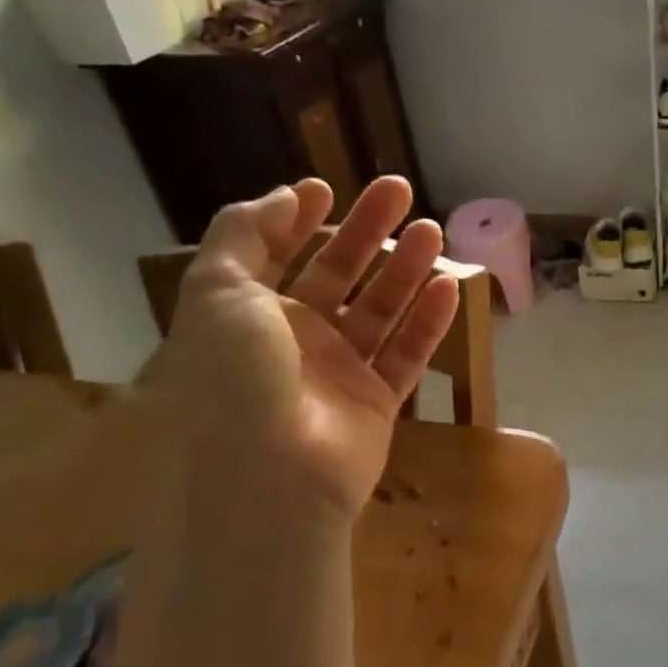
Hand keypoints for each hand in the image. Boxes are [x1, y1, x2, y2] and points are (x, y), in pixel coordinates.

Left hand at [160, 177, 459, 516]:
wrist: (269, 478)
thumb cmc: (234, 379)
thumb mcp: (217, 292)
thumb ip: (244, 235)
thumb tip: (285, 196)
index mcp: (247, 315)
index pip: (275, 256)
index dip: (297, 221)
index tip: (327, 188)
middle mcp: (293, 340)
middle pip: (337, 273)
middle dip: (366, 230)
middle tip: (399, 190)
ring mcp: (338, 372)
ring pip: (379, 310)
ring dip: (405, 269)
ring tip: (433, 231)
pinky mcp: (377, 402)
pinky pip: (408, 354)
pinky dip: (429, 322)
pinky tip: (450, 288)